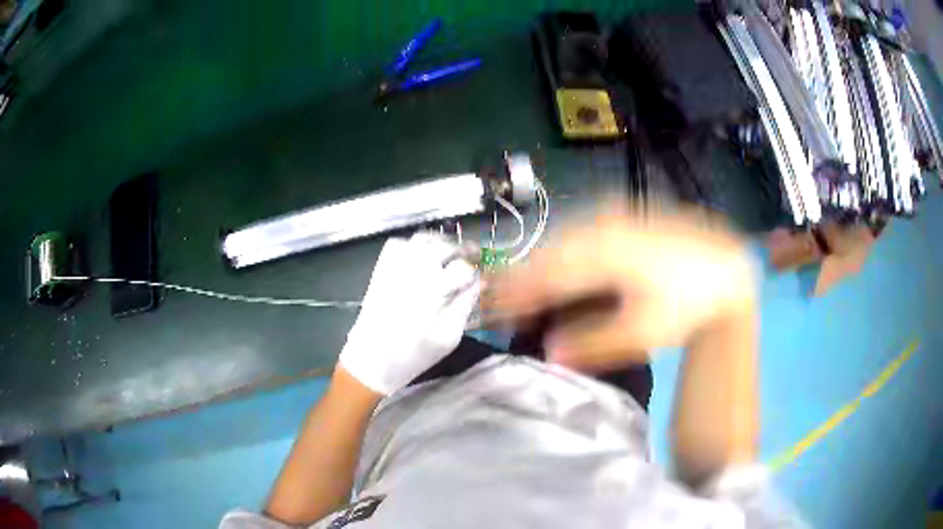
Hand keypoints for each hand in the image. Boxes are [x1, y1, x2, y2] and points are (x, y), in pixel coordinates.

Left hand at [339, 232, 479, 394]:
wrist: (372, 359)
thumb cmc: (413, 355)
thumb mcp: (448, 337)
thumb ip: (465, 306)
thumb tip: (479, 283)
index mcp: (433, 291)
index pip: (463, 268)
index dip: (474, 272)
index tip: (480, 278)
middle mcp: (414, 271)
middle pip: (444, 246)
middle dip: (463, 249)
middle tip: (472, 256)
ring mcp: (395, 266)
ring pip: (423, 238)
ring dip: (440, 242)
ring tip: (450, 253)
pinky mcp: (381, 268)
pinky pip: (400, 243)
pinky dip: (414, 244)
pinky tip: (422, 256)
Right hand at [486, 204, 754, 371]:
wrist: (725, 267)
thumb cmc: (686, 303)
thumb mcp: (644, 330)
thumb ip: (593, 343)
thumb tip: (549, 352)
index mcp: (603, 253)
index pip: (545, 273)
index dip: (517, 291)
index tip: (493, 308)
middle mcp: (601, 226)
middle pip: (550, 252)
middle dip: (524, 277)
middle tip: (504, 302)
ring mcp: (613, 216)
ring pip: (564, 239)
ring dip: (542, 264)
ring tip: (526, 288)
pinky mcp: (624, 216)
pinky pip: (581, 232)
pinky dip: (565, 252)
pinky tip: (562, 268)